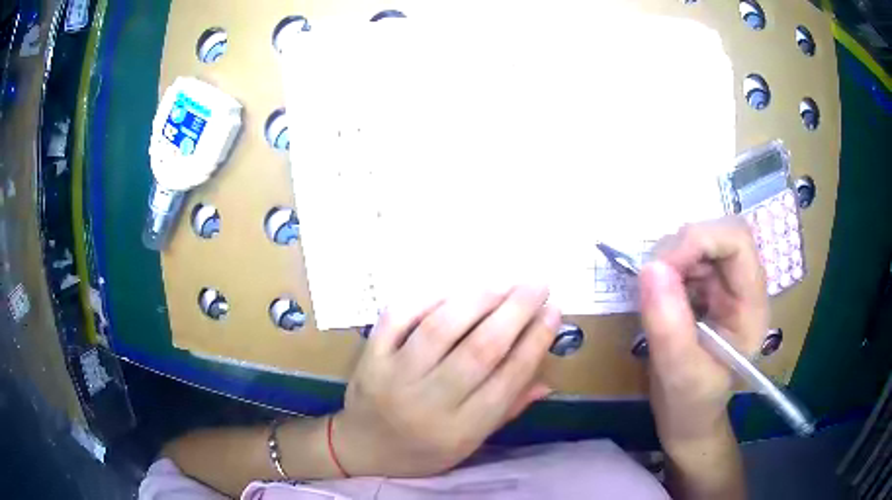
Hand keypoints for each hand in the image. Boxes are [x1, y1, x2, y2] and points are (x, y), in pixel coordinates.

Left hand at [333, 286, 560, 476]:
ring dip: (478, 300)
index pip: (507, 380)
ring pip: (440, 328)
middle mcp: (428, 402)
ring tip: (504, 284)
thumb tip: (547, 378)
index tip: (554, 312)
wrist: (362, 448)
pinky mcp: (371, 356)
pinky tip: (453, 290)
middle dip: (515, 311)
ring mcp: (394, 376)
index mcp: (459, 429)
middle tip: (538, 285)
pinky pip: (398, 317)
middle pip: (479, 349)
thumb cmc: (422, 451)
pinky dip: (428, 298)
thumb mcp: (470, 444)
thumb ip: (507, 409)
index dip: (535, 342)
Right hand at [640, 217, 767, 447]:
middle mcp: (741, 285)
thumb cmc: (692, 406)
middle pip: (716, 233)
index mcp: (751, 305)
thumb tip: (650, 268)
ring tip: (652, 297)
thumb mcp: (681, 374)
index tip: (661, 268)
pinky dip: (662, 269)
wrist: (687, 419)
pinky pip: (681, 258)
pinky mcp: (703, 288)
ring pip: (696, 241)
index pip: (736, 240)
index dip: (699, 240)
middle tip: (651, 282)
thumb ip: (669, 326)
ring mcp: (722, 284)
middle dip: (679, 248)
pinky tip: (655, 297)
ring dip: (668, 259)